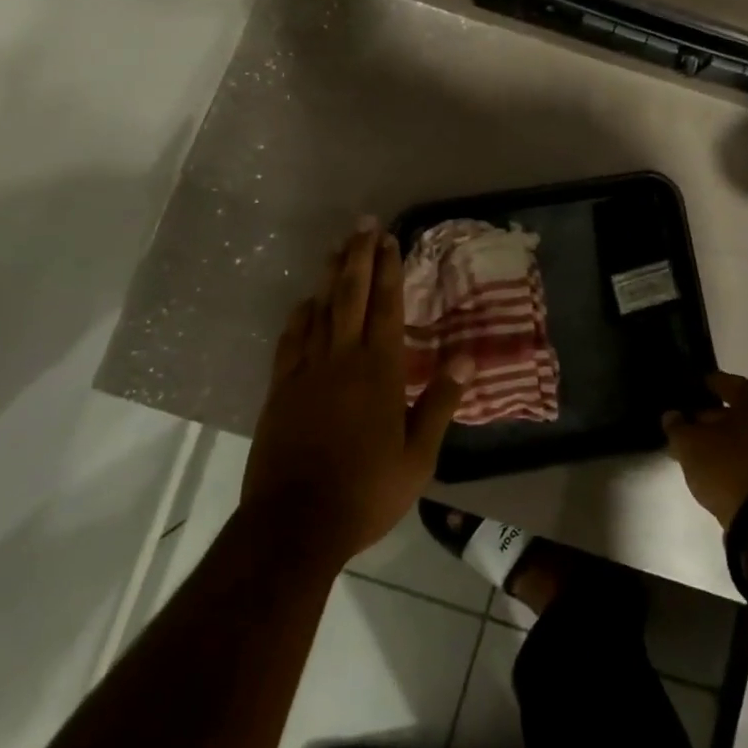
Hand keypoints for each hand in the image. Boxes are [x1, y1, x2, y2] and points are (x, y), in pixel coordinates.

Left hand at [242, 220, 469, 562]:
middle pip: (351, 295)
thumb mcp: (418, 456)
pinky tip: (305, 302)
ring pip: (320, 309)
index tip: (390, 239)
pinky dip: (300, 315)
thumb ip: (440, 403)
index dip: (389, 270)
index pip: (386, 307)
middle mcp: (342, 359)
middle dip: (359, 256)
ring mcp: (306, 371)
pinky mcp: (281, 389)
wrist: (295, 523)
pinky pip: (291, 340)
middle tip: (363, 224)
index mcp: (379, 371)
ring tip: (337, 248)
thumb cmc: (366, 491)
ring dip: (330, 276)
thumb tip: (467, 359)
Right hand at [663, 372, 747, 528]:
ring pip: (744, 439)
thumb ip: (677, 427)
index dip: (709, 383)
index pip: (730, 383)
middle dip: (711, 418)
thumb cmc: (729, 468)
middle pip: (738, 412)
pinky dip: (733, 461)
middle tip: (687, 425)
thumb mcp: (691, 444)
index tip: (693, 387)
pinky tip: (715, 472)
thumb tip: (672, 416)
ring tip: (697, 453)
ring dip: (722, 442)